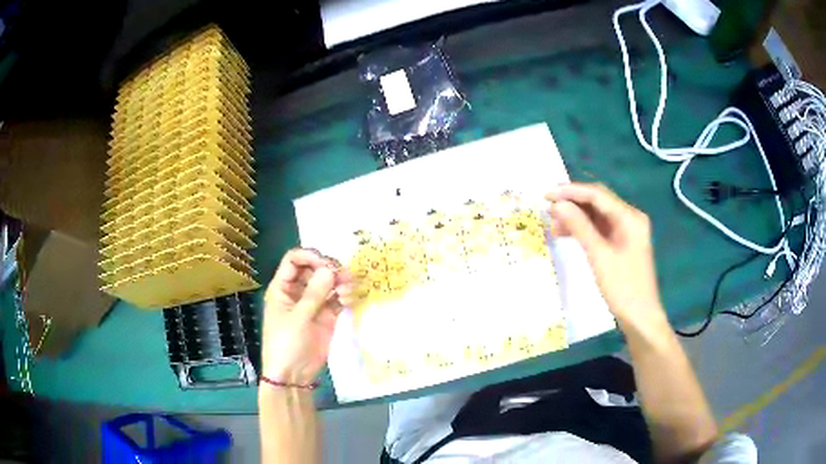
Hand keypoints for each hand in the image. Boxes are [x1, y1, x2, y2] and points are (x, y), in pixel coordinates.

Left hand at [262, 248, 353, 384]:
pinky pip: (337, 298)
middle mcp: (298, 291)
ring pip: (328, 283)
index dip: (310, 256)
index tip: (326, 264)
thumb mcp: (298, 318)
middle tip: (343, 275)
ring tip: (349, 288)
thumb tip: (330, 269)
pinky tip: (349, 300)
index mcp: (283, 287)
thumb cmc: (286, 343)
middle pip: (315, 268)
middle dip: (329, 269)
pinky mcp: (327, 315)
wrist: (294, 375)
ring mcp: (313, 303)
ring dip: (340, 281)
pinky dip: (345, 296)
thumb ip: (314, 294)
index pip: (294, 260)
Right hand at [546, 183, 664, 326]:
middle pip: (598, 201)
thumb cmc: (623, 287)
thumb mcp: (599, 255)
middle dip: (573, 202)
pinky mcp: (622, 242)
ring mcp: (627, 230)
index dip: (571, 191)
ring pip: (597, 215)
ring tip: (553, 224)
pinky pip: (600, 228)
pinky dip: (584, 229)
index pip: (597, 194)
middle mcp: (630, 217)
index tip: (546, 194)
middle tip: (548, 207)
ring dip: (576, 216)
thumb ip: (579, 227)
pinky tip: (567, 234)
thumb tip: (557, 205)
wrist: (640, 317)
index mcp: (630, 217)